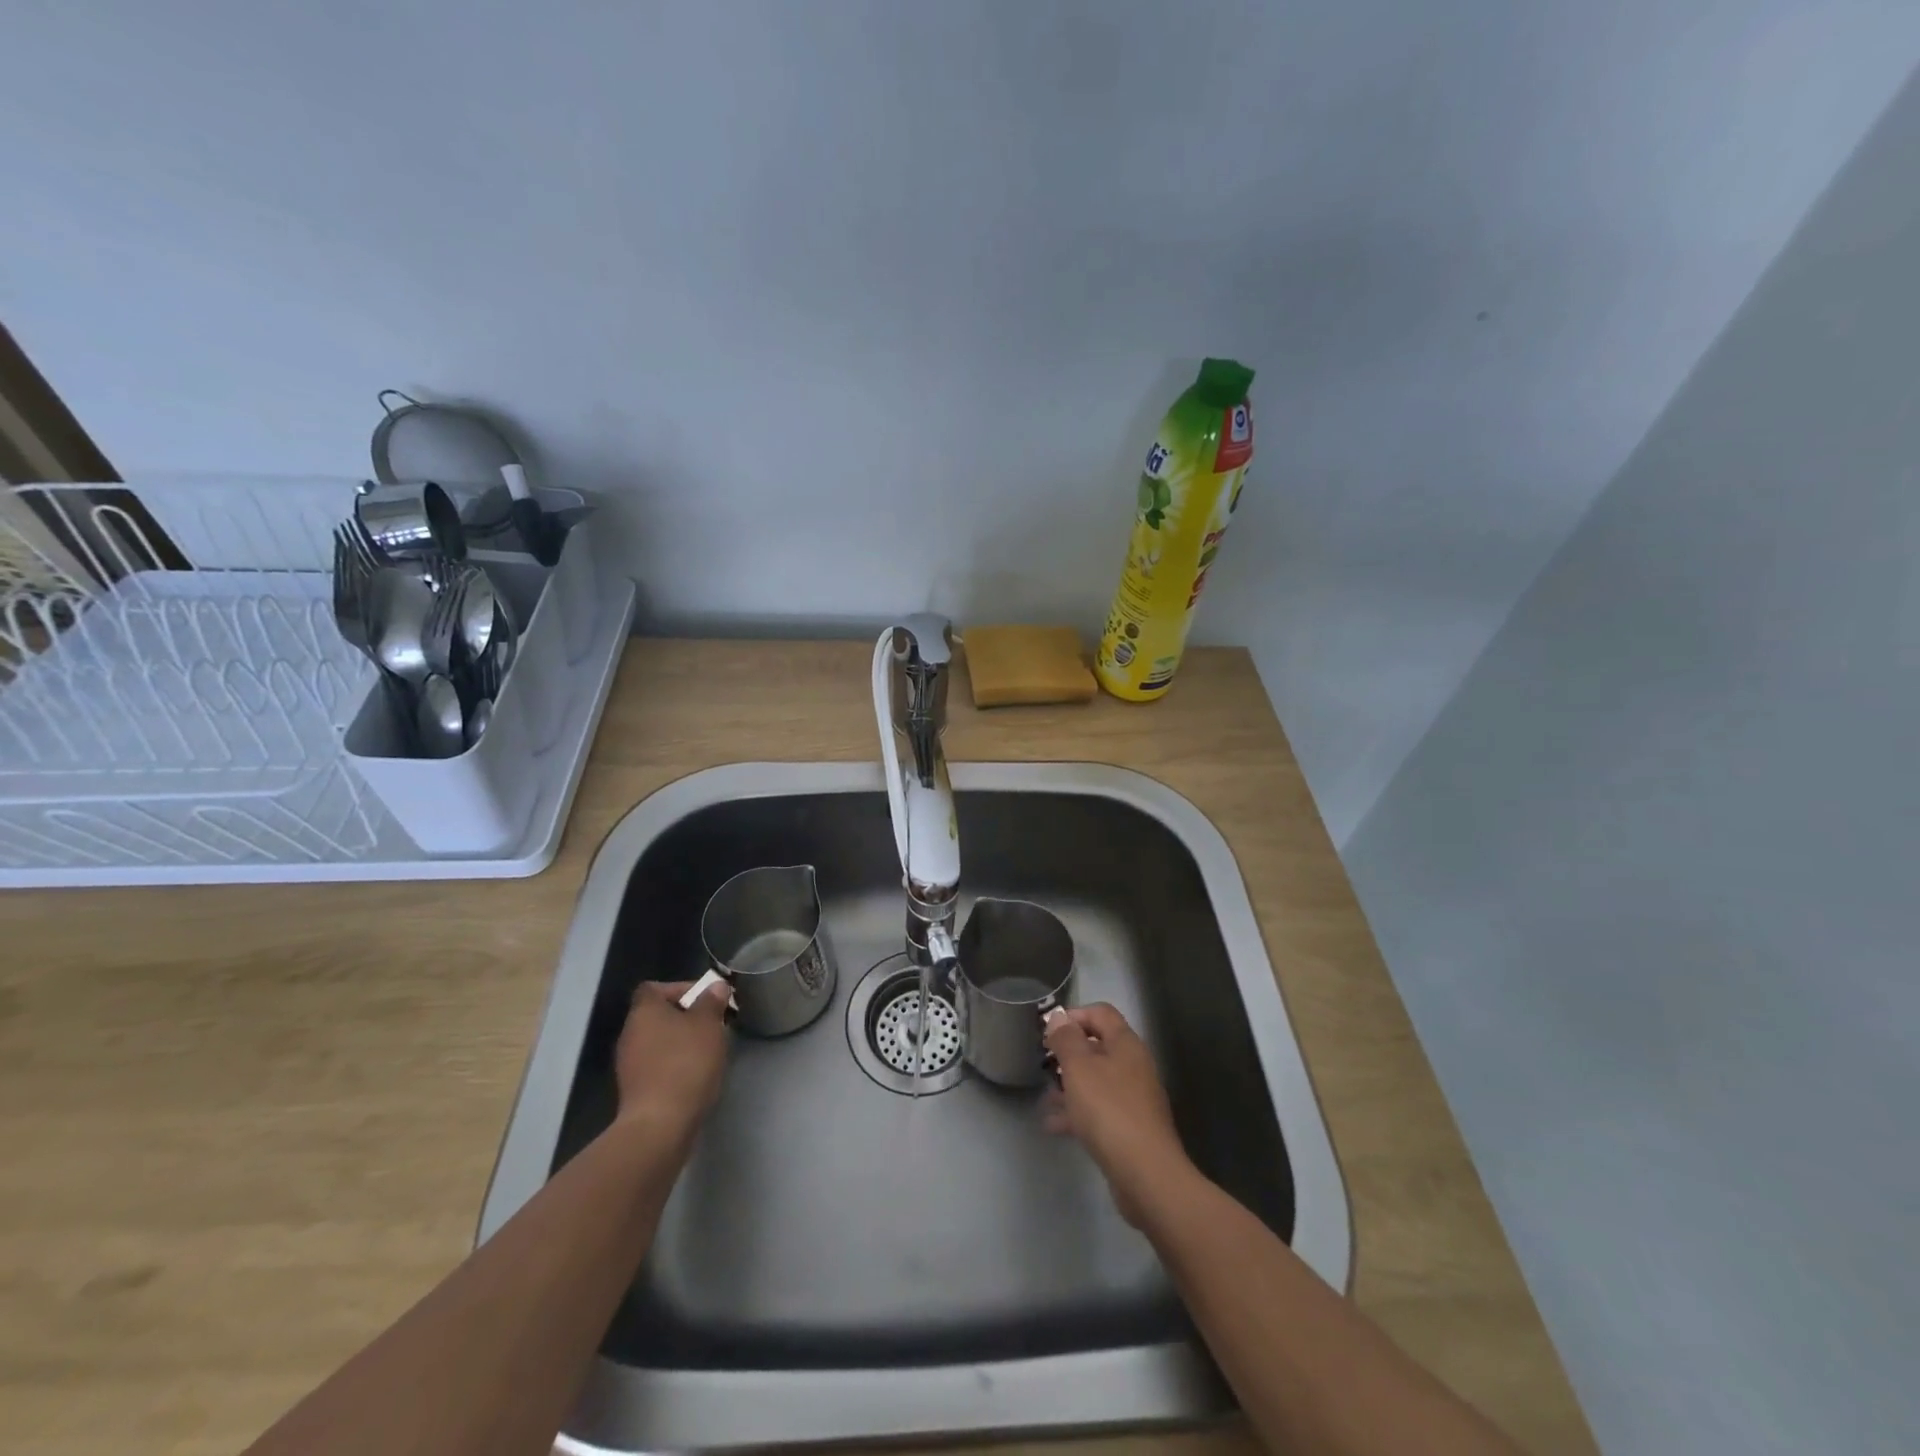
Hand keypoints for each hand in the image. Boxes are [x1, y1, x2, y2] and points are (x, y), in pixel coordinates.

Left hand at [613, 979, 731, 1147]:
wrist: (660, 1124)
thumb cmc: (685, 1063)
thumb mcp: (708, 1025)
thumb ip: (712, 1002)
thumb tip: (715, 987)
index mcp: (644, 1011)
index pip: (655, 987)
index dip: (680, 988)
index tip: (706, 1000)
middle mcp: (630, 1033)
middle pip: (658, 1014)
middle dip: (686, 1017)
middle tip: (713, 1025)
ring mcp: (629, 1063)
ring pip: (659, 1041)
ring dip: (681, 1042)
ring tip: (708, 1051)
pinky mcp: (634, 1089)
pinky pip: (656, 1065)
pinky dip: (674, 1065)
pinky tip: (694, 1076)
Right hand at [1044, 1003, 1198, 1227]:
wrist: (1146, 1175)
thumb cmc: (1109, 1111)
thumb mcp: (1079, 1068)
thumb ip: (1066, 1039)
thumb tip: (1058, 1017)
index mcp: (1125, 1044)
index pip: (1100, 1013)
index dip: (1073, 1016)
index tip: (1048, 1033)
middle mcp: (1133, 1066)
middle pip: (1098, 1047)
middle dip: (1068, 1054)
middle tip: (1044, 1064)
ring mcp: (1134, 1098)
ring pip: (1096, 1081)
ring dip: (1070, 1085)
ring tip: (1046, 1097)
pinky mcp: (1130, 1128)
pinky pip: (1099, 1110)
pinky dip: (1077, 1113)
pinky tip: (1054, 1125)